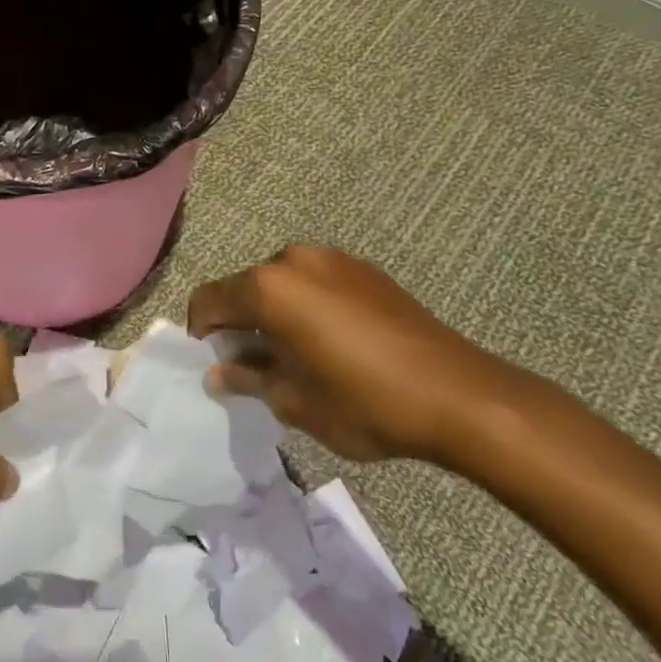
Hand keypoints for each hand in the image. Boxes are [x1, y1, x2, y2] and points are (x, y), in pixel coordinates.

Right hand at [188, 246, 527, 464]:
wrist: (458, 394)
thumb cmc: (365, 402)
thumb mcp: (294, 402)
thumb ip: (247, 379)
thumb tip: (218, 373)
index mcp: (269, 287)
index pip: (209, 299)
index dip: (202, 332)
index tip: (216, 363)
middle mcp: (294, 260)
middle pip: (245, 286)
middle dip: (240, 323)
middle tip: (255, 366)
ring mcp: (333, 259)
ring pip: (281, 283)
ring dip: (274, 313)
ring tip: (297, 356)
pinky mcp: (363, 269)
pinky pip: (315, 282)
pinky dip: (306, 306)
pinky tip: (332, 343)